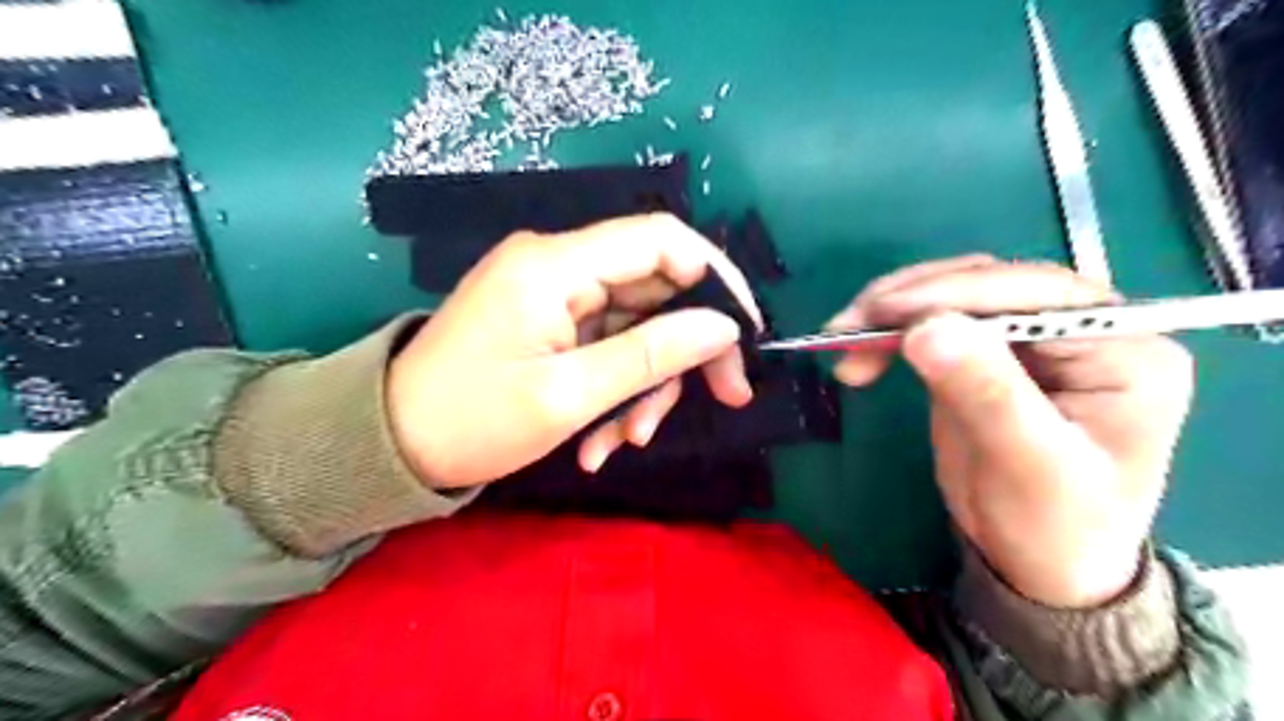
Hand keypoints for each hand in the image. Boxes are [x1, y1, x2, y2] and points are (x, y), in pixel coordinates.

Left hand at [386, 215, 755, 489]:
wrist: (389, 446)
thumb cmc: (470, 422)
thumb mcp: (568, 396)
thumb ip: (651, 355)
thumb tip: (722, 327)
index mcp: (554, 266)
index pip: (661, 239)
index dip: (716, 278)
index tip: (745, 333)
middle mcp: (557, 265)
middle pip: (656, 287)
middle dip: (687, 349)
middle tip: (725, 398)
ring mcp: (553, 295)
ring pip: (636, 325)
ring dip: (645, 385)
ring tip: (624, 441)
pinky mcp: (549, 322)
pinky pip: (606, 345)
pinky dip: (616, 390)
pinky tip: (599, 441)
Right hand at [828, 256, 1198, 605]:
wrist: (1037, 565)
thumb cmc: (1055, 526)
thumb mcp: (1031, 467)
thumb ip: (987, 394)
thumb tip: (926, 328)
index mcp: (1123, 348)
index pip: (1035, 293)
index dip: (954, 294)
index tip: (883, 311)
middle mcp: (1079, 330)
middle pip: (987, 284)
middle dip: (911, 299)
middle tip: (848, 326)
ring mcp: (1026, 341)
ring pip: (951, 297)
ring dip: (891, 311)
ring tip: (842, 340)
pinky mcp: (983, 357)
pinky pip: (931, 327)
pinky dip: (889, 335)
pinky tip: (860, 355)